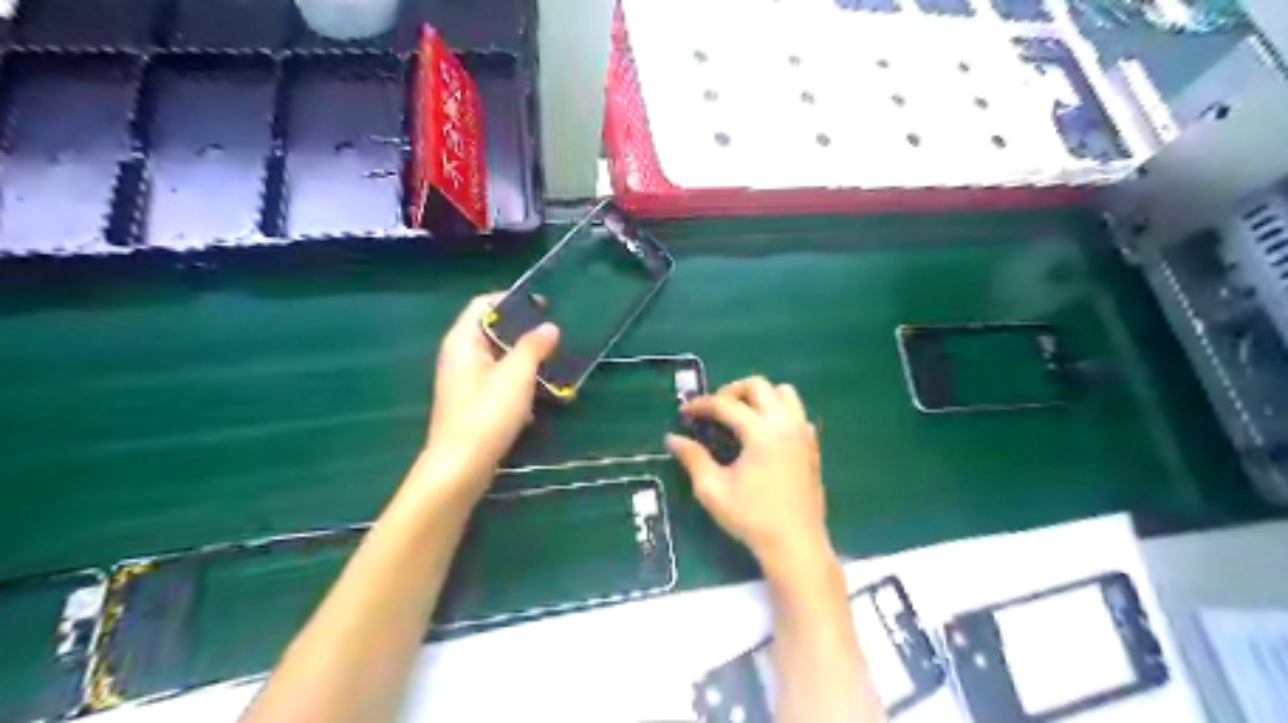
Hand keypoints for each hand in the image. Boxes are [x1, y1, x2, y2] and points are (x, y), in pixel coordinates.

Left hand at [426, 293, 561, 495]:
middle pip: (493, 331)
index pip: (483, 304)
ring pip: (499, 359)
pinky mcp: (473, 403)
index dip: (512, 300)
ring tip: (554, 365)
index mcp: (463, 341)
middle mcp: (460, 356)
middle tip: (555, 337)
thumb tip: (549, 327)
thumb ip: (533, 346)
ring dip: (525, 361)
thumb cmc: (486, 413)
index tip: (544, 307)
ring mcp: (465, 381)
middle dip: (524, 333)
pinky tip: (538, 397)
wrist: (461, 466)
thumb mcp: (516, 375)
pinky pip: (498, 382)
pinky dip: (518, 384)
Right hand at [670, 379, 831, 575]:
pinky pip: (798, 413)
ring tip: (741, 414)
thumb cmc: (752, 518)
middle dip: (732, 390)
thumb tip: (672, 438)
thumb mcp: (713, 490)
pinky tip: (765, 433)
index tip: (685, 412)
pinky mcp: (812, 446)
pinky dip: (779, 412)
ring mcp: (803, 434)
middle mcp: (786, 425)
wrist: (795, 544)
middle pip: (759, 386)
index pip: (726, 405)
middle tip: (714, 408)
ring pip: (784, 393)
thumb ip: (693, 458)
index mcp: (761, 433)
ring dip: (760, 396)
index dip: (702, 405)